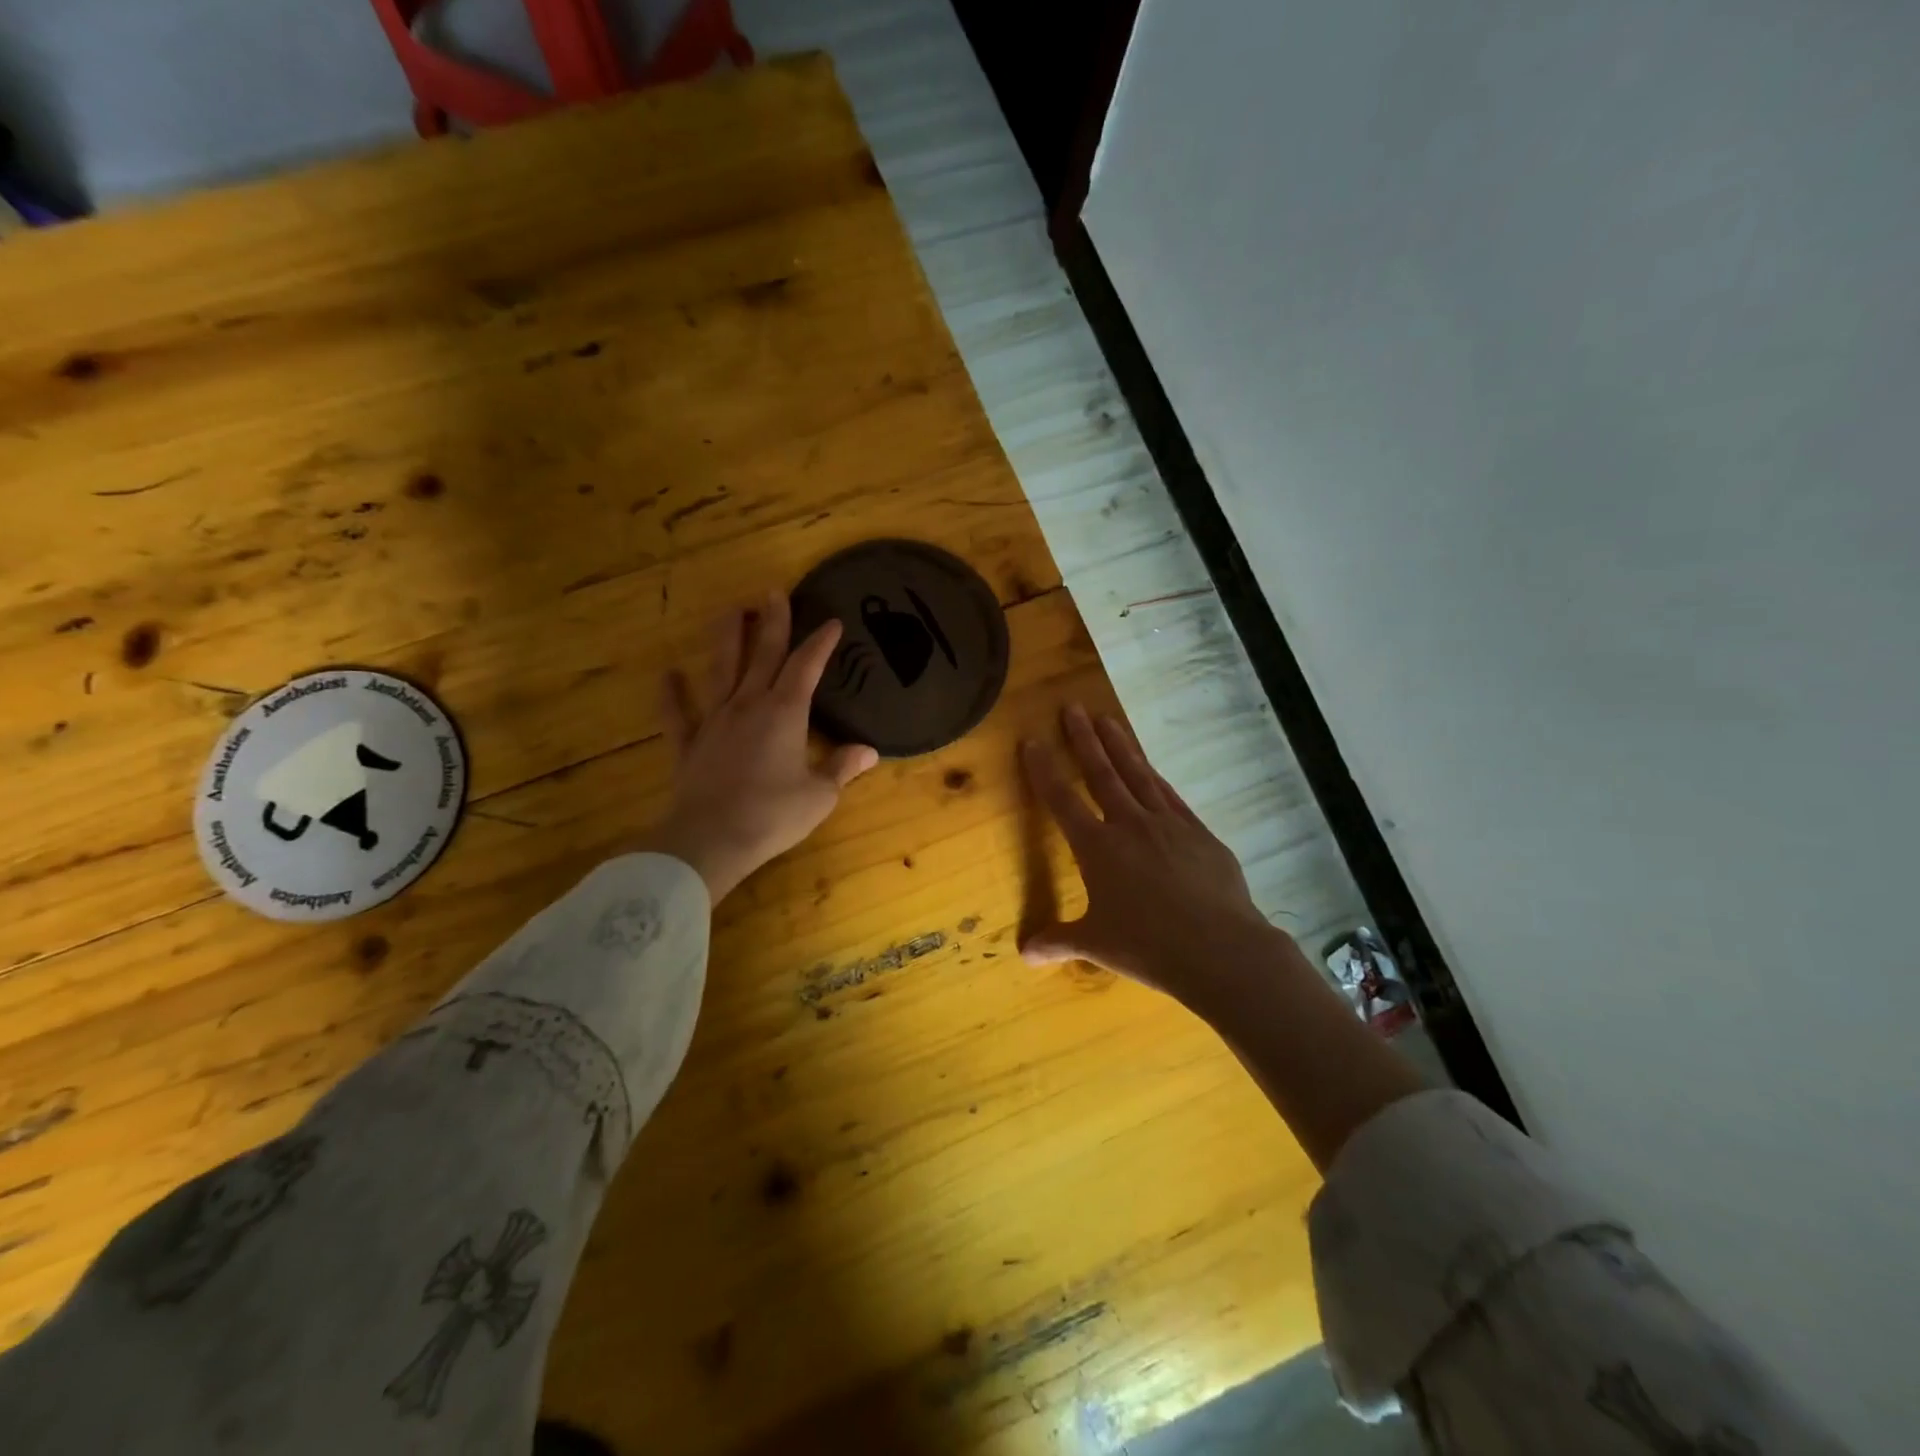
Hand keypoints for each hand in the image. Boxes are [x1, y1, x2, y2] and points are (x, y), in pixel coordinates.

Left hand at [647, 592, 878, 901]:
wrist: (711, 839)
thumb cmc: (773, 815)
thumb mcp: (819, 795)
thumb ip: (842, 768)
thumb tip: (868, 751)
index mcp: (785, 713)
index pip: (806, 667)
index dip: (820, 643)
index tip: (832, 622)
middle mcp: (748, 705)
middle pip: (762, 654)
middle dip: (771, 622)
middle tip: (773, 592)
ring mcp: (714, 722)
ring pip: (721, 670)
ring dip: (727, 639)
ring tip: (730, 611)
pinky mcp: (688, 744)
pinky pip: (678, 714)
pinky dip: (671, 694)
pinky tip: (668, 675)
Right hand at [1021, 704, 1281, 1003]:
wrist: (1219, 949)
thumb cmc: (1148, 946)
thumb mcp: (1096, 946)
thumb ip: (1059, 942)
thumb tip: (1024, 954)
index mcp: (1097, 848)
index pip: (1062, 800)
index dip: (1043, 770)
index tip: (1032, 740)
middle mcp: (1130, 825)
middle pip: (1101, 774)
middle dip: (1083, 740)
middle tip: (1072, 707)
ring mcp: (1168, 824)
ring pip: (1138, 775)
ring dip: (1120, 746)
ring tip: (1107, 719)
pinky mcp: (1199, 833)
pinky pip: (1171, 797)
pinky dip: (1156, 778)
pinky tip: (1151, 768)